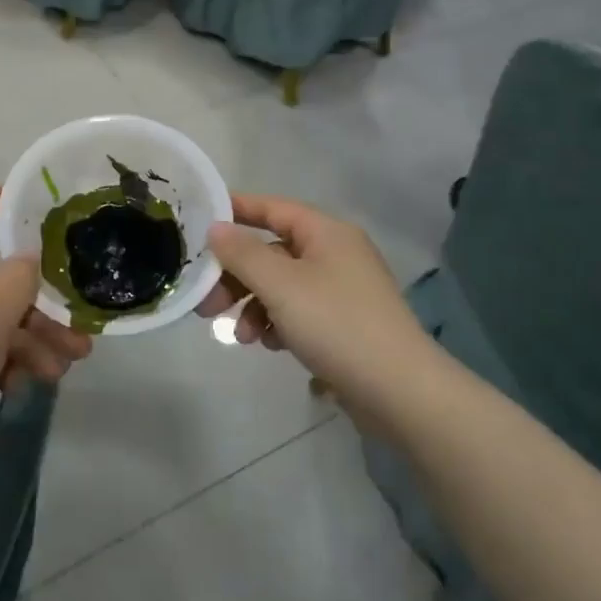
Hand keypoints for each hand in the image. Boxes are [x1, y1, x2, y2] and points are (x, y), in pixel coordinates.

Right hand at [197, 194, 428, 407]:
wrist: (399, 392)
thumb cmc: (336, 324)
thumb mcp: (280, 285)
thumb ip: (242, 254)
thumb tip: (216, 228)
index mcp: (327, 233)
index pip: (274, 208)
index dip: (237, 210)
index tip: (200, 219)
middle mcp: (336, 254)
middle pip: (273, 252)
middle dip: (237, 275)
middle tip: (206, 302)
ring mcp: (343, 291)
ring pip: (282, 286)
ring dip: (254, 305)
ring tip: (241, 336)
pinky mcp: (345, 324)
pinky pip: (299, 312)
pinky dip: (278, 323)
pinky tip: (270, 345)